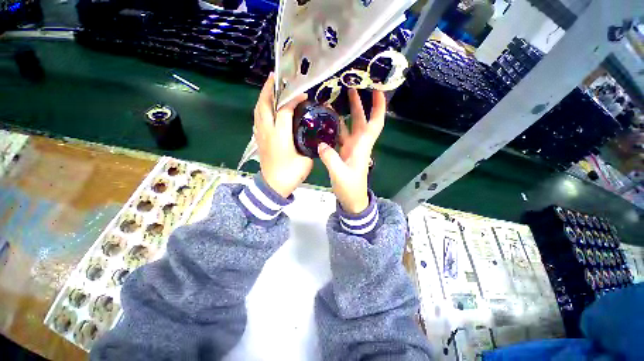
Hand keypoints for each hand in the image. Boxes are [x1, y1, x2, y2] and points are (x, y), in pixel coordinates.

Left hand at [254, 74, 312, 197]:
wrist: (273, 186)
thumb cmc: (290, 174)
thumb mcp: (306, 159)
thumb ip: (308, 145)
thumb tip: (311, 135)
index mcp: (280, 136)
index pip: (284, 111)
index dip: (294, 100)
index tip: (303, 95)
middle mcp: (267, 132)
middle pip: (264, 105)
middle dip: (269, 89)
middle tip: (275, 78)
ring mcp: (260, 135)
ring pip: (258, 110)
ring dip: (263, 97)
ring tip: (270, 88)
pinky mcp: (259, 139)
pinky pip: (257, 118)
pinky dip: (261, 108)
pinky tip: (267, 107)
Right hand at [318, 88, 385, 213]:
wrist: (352, 200)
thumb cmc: (350, 188)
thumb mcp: (340, 175)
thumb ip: (330, 159)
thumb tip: (321, 144)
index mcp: (362, 147)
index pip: (375, 124)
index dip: (378, 107)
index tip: (378, 90)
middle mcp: (358, 144)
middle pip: (361, 120)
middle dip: (358, 103)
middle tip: (350, 86)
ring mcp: (351, 148)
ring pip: (349, 126)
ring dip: (345, 114)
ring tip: (334, 99)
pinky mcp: (344, 153)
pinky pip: (340, 136)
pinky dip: (335, 127)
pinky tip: (326, 121)